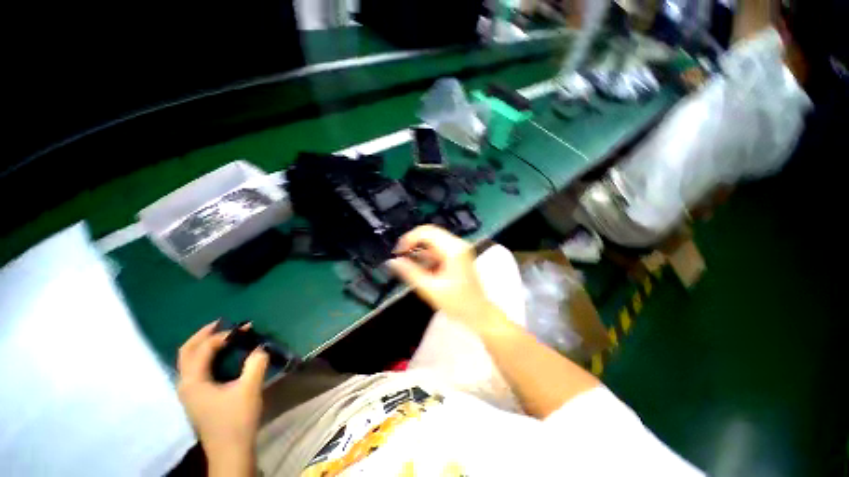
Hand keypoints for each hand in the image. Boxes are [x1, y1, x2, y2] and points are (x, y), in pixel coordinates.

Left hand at [177, 322, 267, 460]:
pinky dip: (206, 355)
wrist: (230, 451)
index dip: (222, 335)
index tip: (244, 329)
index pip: (203, 349)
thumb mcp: (249, 388)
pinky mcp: (197, 397)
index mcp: (194, 381)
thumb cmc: (237, 419)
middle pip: (186, 352)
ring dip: (203, 344)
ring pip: (188, 360)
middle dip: (203, 334)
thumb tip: (260, 347)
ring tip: (221, 334)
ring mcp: (189, 392)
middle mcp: (185, 384)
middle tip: (221, 322)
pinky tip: (220, 355)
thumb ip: (256, 363)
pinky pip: (196, 368)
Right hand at [388, 225, 503, 333]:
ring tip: (408, 264)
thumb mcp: (430, 288)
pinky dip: (427, 255)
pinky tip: (421, 267)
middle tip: (400, 256)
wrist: (478, 313)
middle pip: (430, 233)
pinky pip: (438, 248)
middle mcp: (458, 244)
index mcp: (453, 249)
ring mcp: (459, 248)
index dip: (409, 239)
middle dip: (413, 243)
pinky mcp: (458, 254)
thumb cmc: (457, 303)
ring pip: (433, 240)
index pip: (427, 232)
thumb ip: (410, 272)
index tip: (397, 252)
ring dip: (420, 249)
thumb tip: (392, 261)